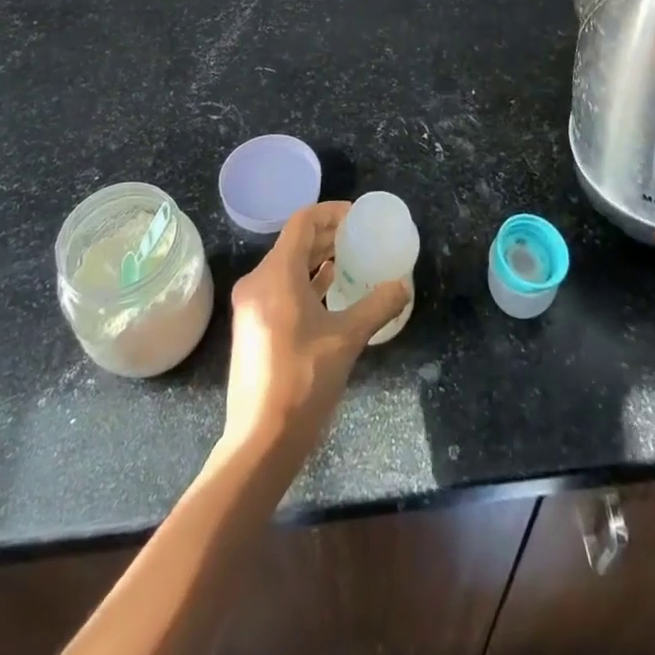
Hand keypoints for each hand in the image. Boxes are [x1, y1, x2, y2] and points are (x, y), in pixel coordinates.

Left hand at [214, 202, 409, 479]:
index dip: (331, 213)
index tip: (358, 216)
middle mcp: (258, 281)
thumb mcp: (347, 340)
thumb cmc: (303, 381)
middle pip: (294, 242)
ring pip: (287, 266)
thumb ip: (376, 307)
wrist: (260, 441)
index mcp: (276, 274)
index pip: (303, 223)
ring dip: (317, 259)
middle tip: (360, 236)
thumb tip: (403, 286)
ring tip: (350, 259)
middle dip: (327, 235)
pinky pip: (281, 288)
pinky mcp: (253, 327)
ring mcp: (252, 305)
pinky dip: (306, 281)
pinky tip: (329, 290)